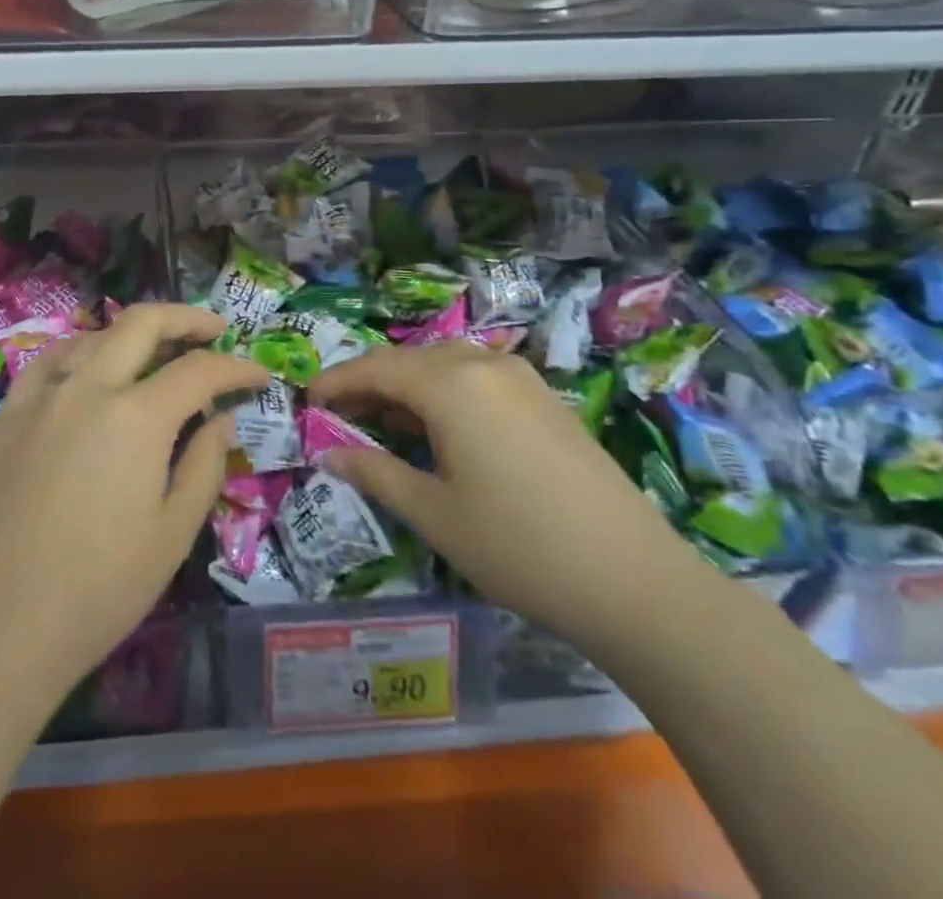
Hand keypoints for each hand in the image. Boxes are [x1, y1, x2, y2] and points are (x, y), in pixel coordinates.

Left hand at [0, 303, 268, 704]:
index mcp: (137, 417)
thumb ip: (204, 464)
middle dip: (187, 319)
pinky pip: (49, 362)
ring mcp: (42, 397)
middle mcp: (88, 388)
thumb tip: (221, 418)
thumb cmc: (100, 589)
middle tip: (215, 331)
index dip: (237, 367)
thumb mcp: (173, 534)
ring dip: (134, 334)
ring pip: (95, 336)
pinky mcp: (8, 416)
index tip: (259, 374)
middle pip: (142, 323)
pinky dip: (81, 352)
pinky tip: (88, 369)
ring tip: (158, 352)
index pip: (200, 370)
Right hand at [311, 344, 699, 646]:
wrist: (634, 581)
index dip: (337, 381)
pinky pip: (478, 378)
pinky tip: (440, 429)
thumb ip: (375, 472)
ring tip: (384, 422)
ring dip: (409, 387)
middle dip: (371, 383)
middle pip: (411, 360)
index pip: (377, 368)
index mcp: (452, 383)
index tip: (308, 400)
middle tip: (340, 415)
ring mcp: (522, 378)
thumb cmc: (517, 546)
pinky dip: (445, 393)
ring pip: (446, 365)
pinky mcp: (546, 399)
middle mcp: (485, 364)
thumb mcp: (433, 512)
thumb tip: (328, 452)